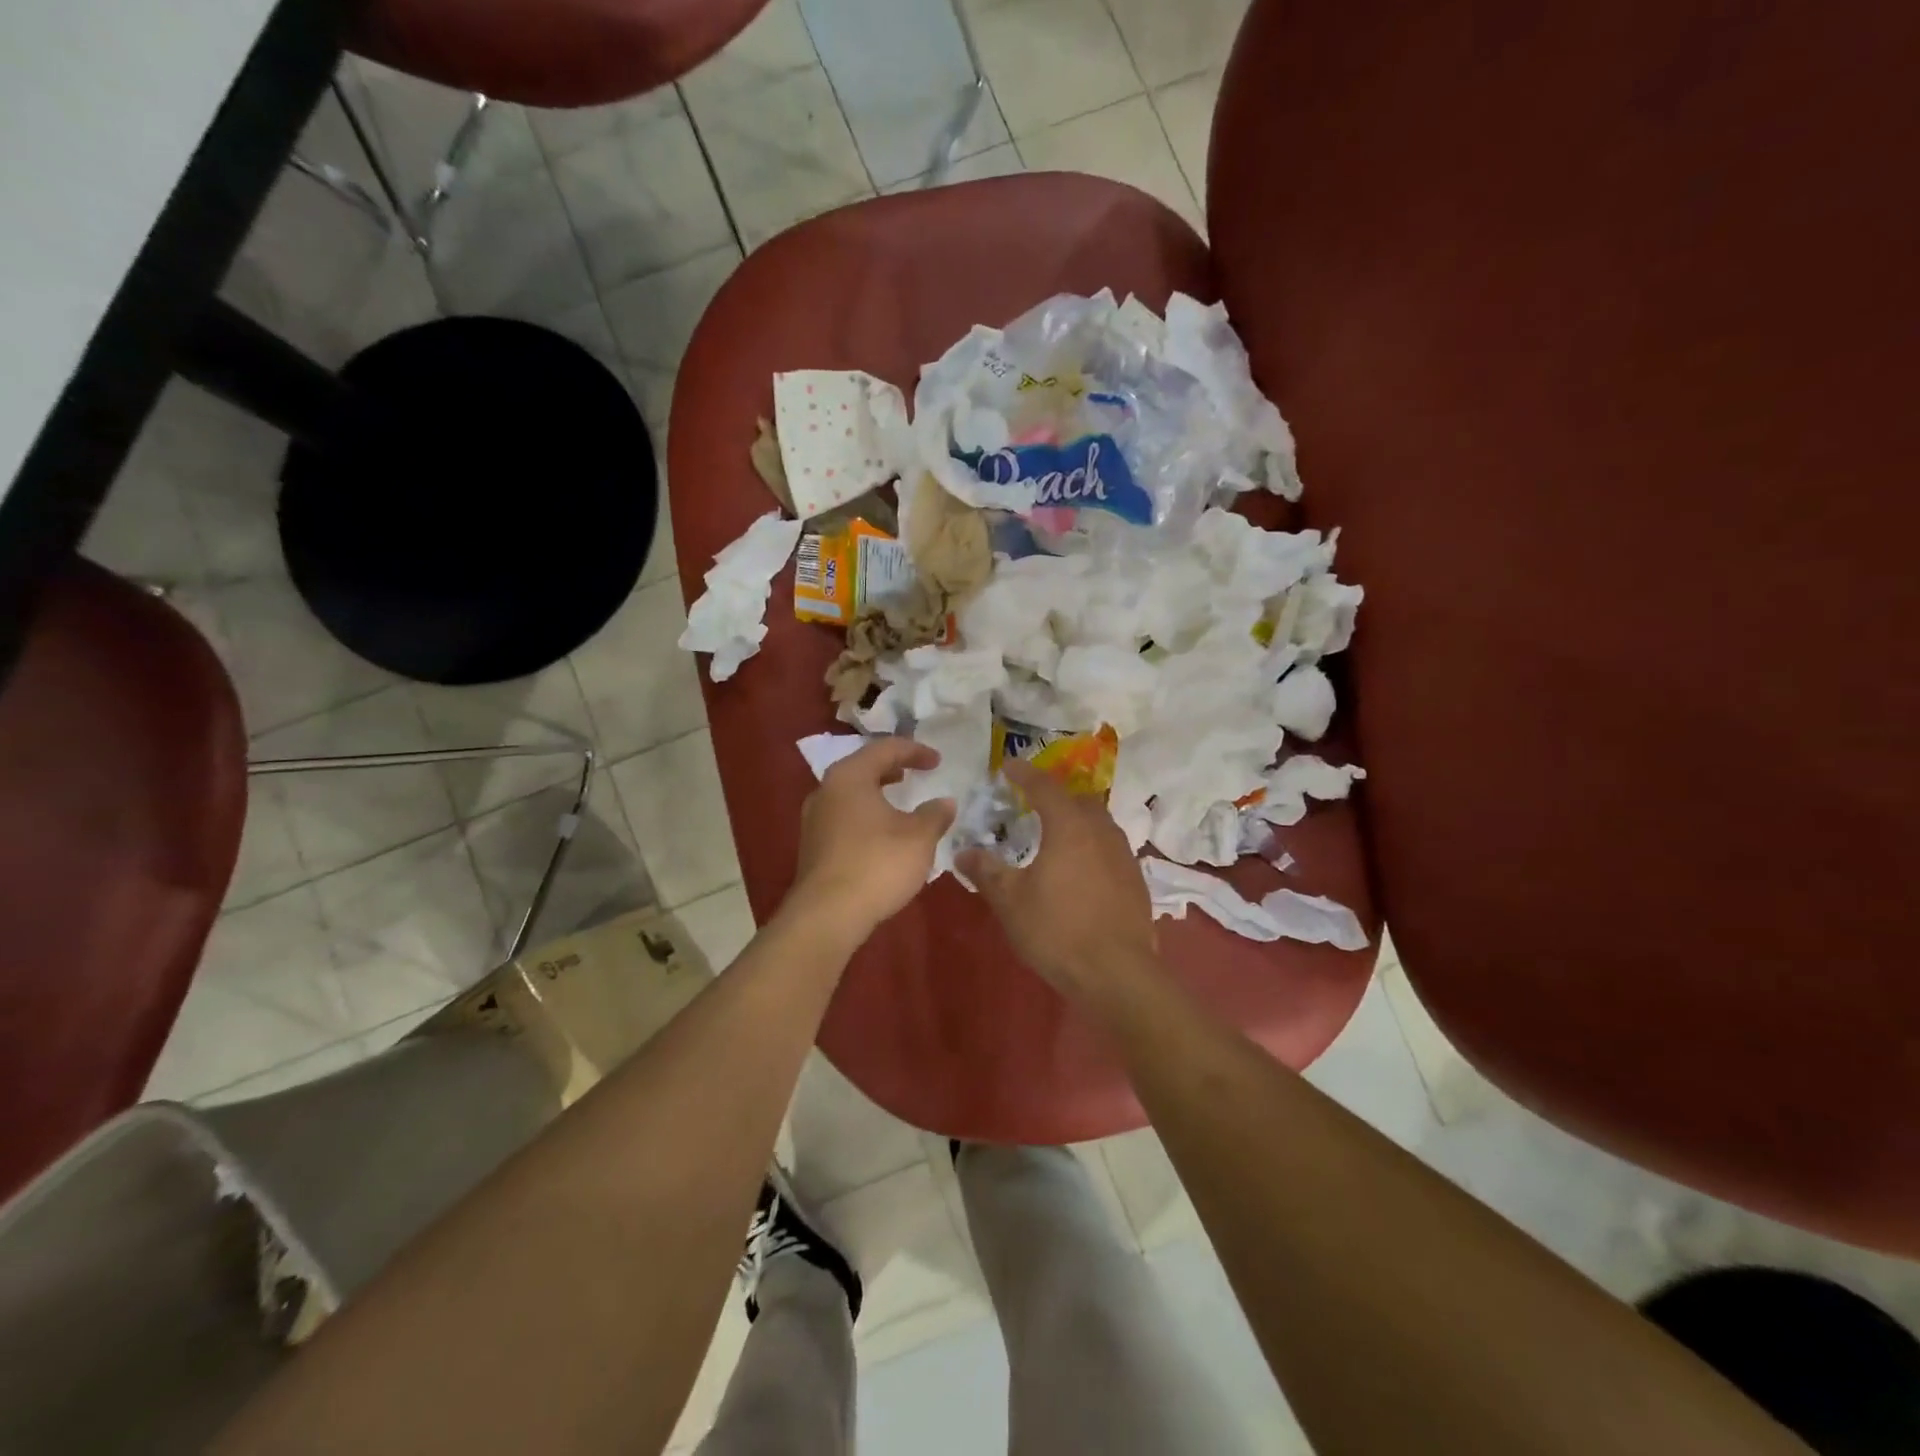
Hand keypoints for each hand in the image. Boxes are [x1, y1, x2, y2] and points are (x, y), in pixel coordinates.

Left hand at [789, 738, 956, 934]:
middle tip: (915, 773)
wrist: (828, 914)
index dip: (914, 751)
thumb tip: (944, 803)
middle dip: (892, 768)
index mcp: (850, 777)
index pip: (884, 749)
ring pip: (851, 794)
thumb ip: (934, 815)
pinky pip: (844, 817)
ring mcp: (814, 819)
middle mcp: (826, 790)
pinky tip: (882, 834)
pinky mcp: (813, 846)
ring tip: (900, 802)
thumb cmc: (877, 864)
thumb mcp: (919, 838)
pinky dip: (866, 815)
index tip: (938, 761)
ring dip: (878, 793)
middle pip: (863, 768)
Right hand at [956, 759, 1158, 1002]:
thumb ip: (986, 871)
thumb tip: (963, 851)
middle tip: (1032, 801)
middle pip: (1077, 800)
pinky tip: (1079, 867)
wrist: (1117, 973)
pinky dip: (1091, 845)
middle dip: (1054, 795)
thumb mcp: (1010, 901)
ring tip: (1056, 833)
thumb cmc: (1058, 930)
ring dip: (1076, 819)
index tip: (1009, 766)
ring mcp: (1123, 855)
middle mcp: (1100, 831)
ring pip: (1098, 822)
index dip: (1024, 773)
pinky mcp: (1135, 879)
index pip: (1044, 787)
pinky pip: (1109, 847)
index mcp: (1069, 826)